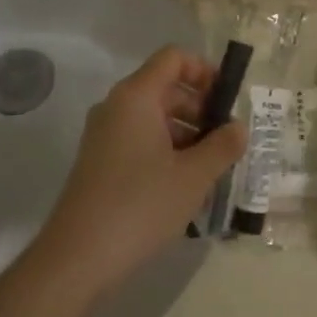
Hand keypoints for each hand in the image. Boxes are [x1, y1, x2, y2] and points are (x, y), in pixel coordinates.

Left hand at [37, 47, 246, 294]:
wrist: (77, 258)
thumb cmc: (140, 205)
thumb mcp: (193, 176)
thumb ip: (222, 146)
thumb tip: (239, 128)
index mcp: (136, 96)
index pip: (173, 58)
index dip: (204, 71)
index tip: (227, 101)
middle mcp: (116, 106)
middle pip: (165, 87)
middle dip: (200, 108)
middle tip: (226, 141)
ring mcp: (103, 134)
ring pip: (153, 117)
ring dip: (186, 133)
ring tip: (211, 169)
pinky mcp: (99, 161)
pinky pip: (139, 139)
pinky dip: (165, 150)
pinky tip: (183, 186)